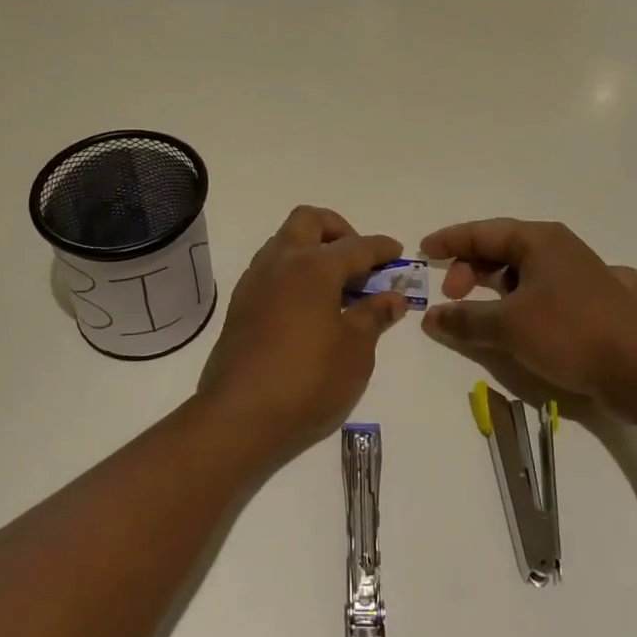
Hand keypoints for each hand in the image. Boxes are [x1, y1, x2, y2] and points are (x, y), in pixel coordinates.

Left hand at [198, 206, 409, 461]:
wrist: (240, 415)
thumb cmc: (308, 379)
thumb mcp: (355, 350)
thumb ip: (374, 316)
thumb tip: (393, 297)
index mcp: (313, 266)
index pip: (355, 246)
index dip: (380, 248)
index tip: (397, 251)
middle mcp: (280, 261)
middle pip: (310, 221)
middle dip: (338, 230)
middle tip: (358, 260)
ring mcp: (255, 280)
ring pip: (285, 240)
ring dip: (312, 248)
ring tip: (335, 283)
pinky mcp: (240, 303)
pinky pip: (271, 267)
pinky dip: (293, 270)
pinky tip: (308, 304)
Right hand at [419, 219, 636, 407]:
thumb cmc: (570, 333)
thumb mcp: (507, 326)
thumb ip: (464, 319)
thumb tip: (431, 318)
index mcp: (539, 240)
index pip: (483, 231)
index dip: (450, 241)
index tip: (423, 252)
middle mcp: (561, 249)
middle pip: (504, 250)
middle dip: (472, 270)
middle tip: (454, 299)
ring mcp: (584, 275)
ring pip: (528, 272)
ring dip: (500, 289)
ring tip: (484, 313)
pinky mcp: (599, 303)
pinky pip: (557, 292)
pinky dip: (539, 300)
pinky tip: (545, 310)